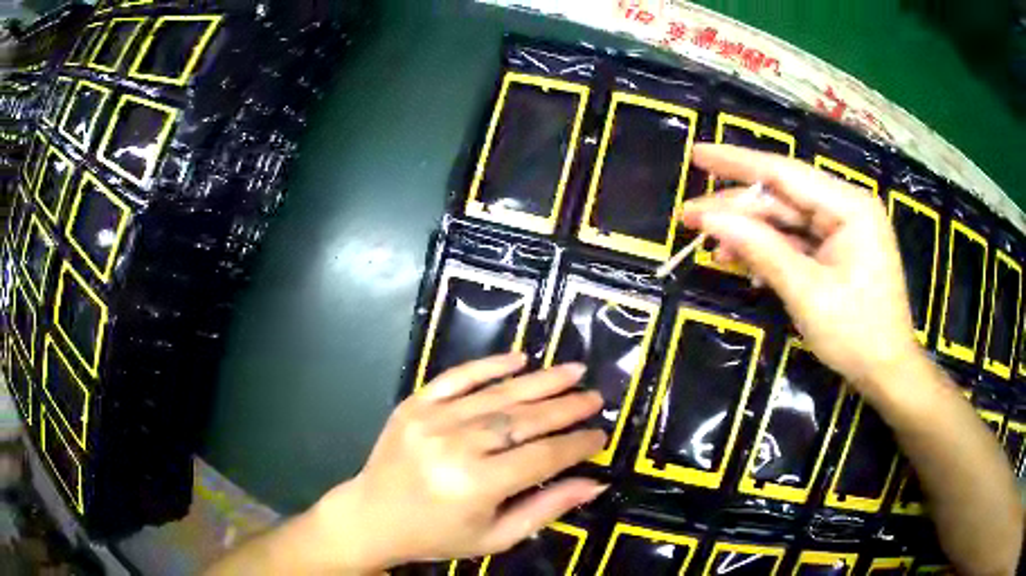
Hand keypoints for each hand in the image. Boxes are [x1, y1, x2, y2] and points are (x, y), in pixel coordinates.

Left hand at [313, 353, 607, 571]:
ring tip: (573, 371)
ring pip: (497, 395)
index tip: (600, 435)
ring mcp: (431, 419)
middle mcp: (454, 446)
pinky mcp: (414, 404)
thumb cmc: (437, 536)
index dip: (576, 445)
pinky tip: (519, 358)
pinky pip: (456, 377)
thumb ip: (546, 508)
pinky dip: (488, 365)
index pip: (542, 457)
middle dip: (566, 407)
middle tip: (595, 397)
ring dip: (540, 381)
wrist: (373, 517)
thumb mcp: (495, 537)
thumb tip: (595, 483)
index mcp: (475, 485)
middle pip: (523, 420)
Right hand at [679, 144, 921, 398]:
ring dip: (750, 234)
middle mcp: (846, 208)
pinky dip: (770, 252)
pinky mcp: (837, 253)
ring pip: (786, 221)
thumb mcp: (806, 292)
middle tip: (689, 217)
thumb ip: (761, 249)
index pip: (785, 173)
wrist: (886, 372)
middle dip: (737, 209)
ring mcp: (842, 231)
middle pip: (782, 198)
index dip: (738, 162)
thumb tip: (710, 218)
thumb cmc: (856, 333)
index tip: (697, 154)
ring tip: (711, 247)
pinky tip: (742, 263)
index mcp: (849, 206)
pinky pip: (797, 243)